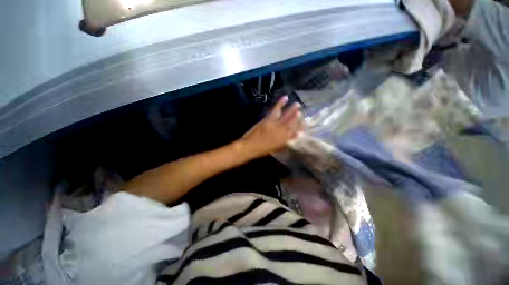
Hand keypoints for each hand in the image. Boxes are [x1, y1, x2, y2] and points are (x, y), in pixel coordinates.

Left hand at [238, 96, 303, 158]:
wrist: (250, 146)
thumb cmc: (262, 150)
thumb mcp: (276, 149)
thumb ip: (284, 143)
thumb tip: (291, 138)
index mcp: (284, 140)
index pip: (295, 132)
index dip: (300, 127)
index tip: (304, 123)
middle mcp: (281, 131)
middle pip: (291, 122)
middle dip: (298, 117)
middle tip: (302, 111)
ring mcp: (274, 124)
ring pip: (285, 116)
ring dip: (291, 109)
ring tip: (297, 104)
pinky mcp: (267, 120)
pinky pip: (275, 111)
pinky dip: (280, 104)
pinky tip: (284, 98)